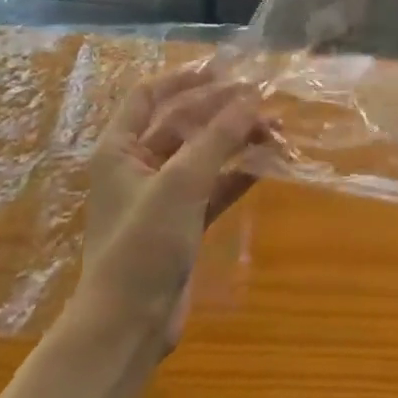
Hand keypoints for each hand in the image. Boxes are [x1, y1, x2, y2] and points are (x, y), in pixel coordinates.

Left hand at [69, 63, 271, 348]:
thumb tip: (251, 98)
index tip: (224, 69)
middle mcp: (138, 166)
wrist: (128, 328)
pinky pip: (215, 186)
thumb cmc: (142, 244)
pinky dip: (239, 173)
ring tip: (277, 131)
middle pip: (183, 122)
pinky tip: (269, 163)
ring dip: (237, 140)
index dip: (184, 78)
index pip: (148, 95)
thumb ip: (217, 137)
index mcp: (120, 149)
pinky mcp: (182, 223)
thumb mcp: (181, 183)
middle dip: (223, 110)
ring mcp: (162, 196)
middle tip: (263, 101)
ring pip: (204, 154)